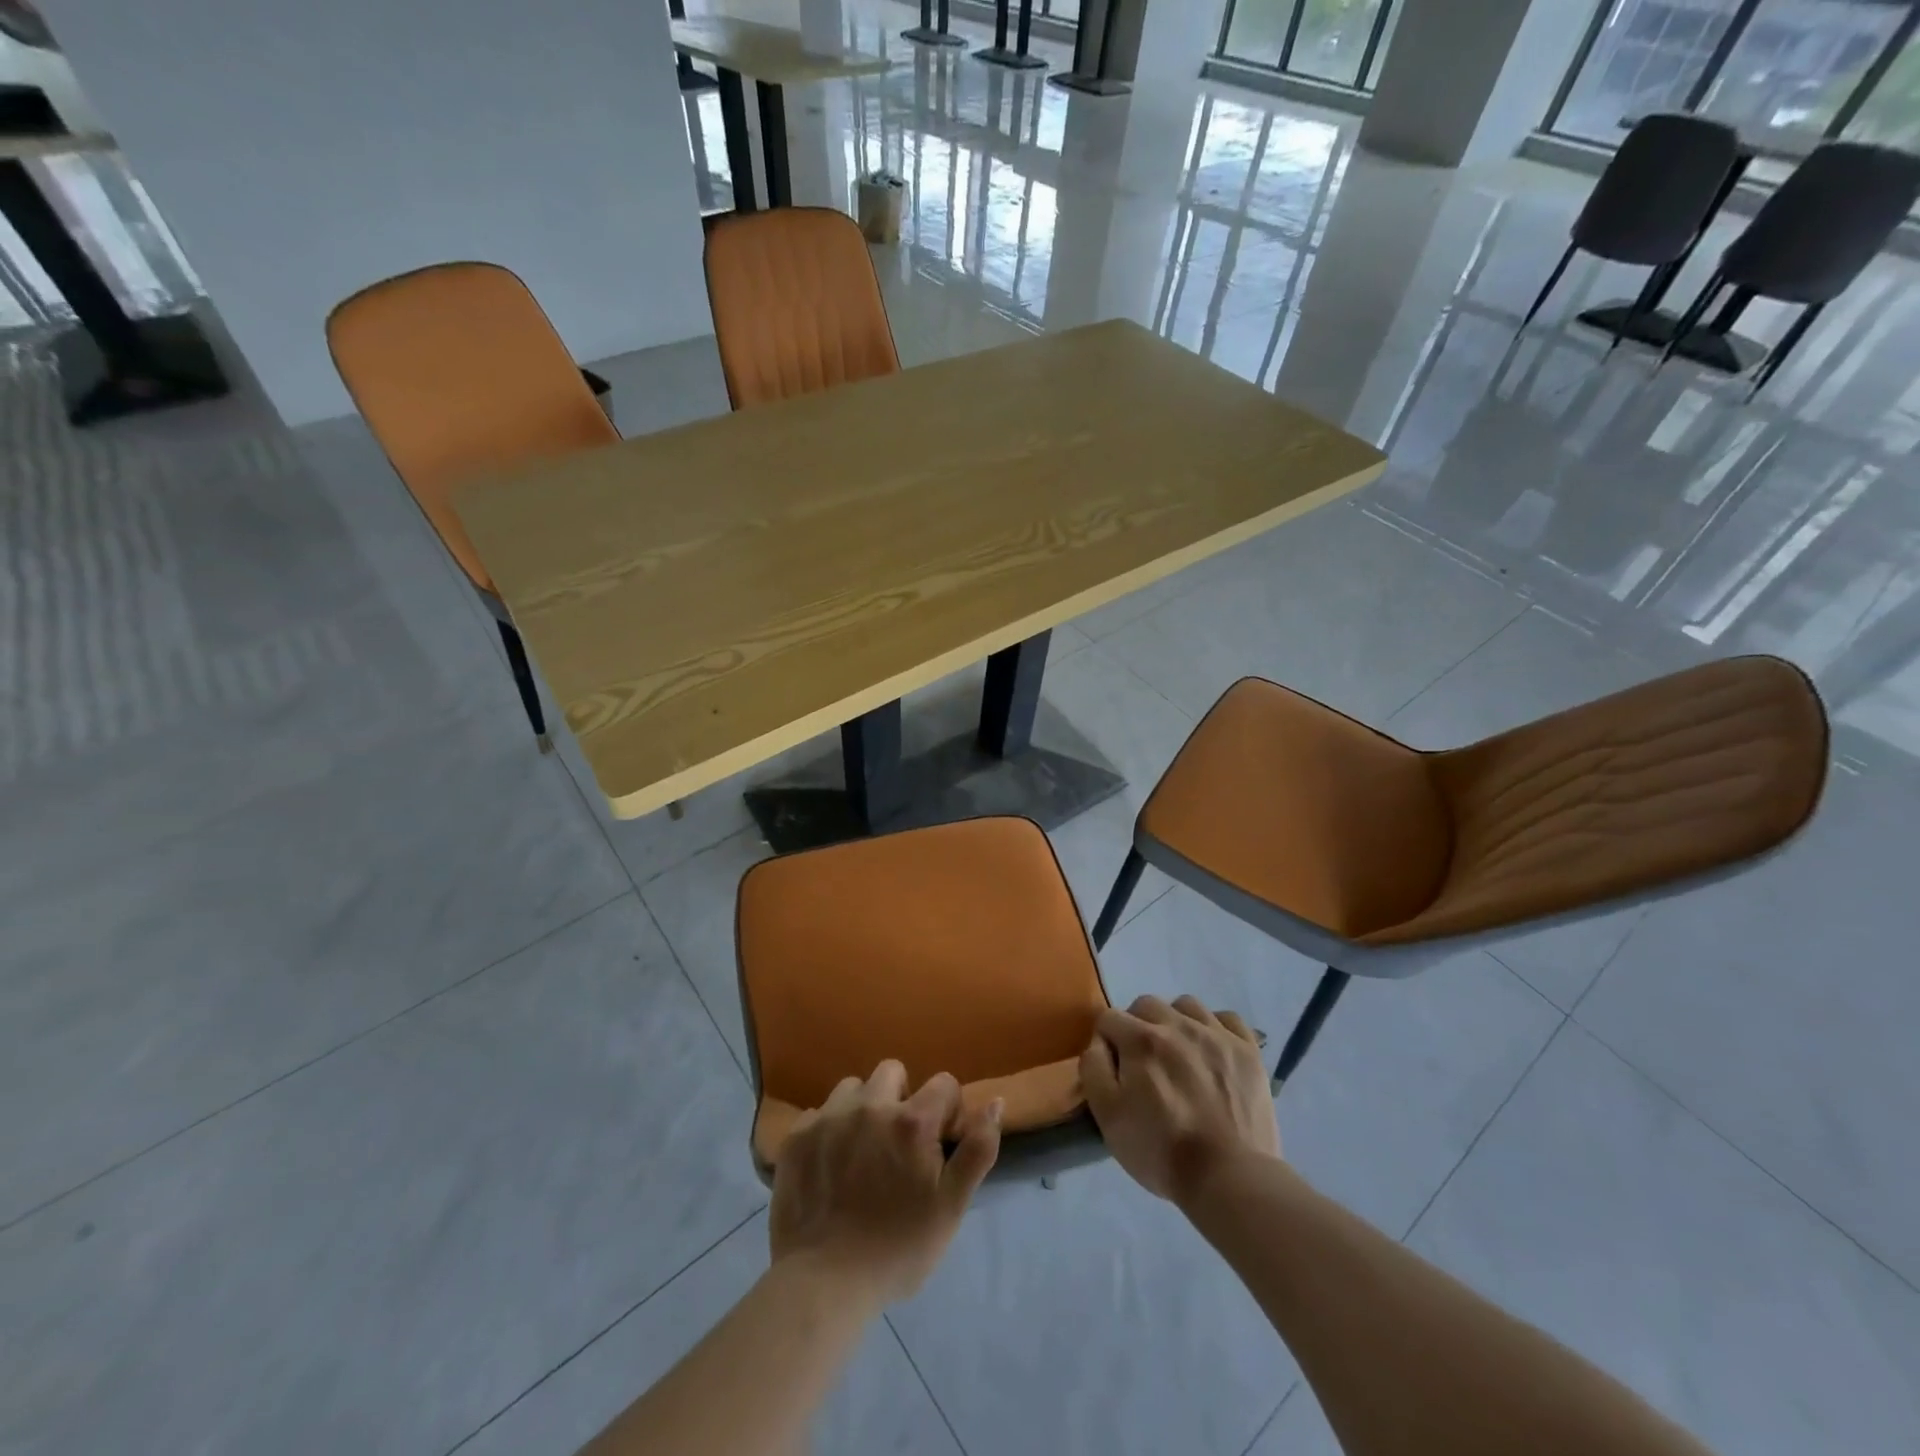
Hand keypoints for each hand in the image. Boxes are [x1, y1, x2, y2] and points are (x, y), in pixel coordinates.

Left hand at [769, 1061, 1001, 1307]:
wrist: (823, 1284)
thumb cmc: (896, 1250)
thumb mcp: (950, 1208)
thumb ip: (977, 1150)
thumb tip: (995, 1102)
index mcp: (911, 1120)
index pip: (943, 1083)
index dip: (947, 1110)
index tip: (938, 1143)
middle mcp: (869, 1105)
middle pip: (892, 1072)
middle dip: (901, 1098)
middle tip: (898, 1143)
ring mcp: (829, 1117)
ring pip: (853, 1088)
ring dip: (862, 1108)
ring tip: (861, 1150)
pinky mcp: (797, 1135)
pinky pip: (819, 1113)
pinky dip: (828, 1130)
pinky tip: (829, 1165)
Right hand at [1080, 994, 1279, 1206]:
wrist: (1229, 1178)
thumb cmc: (1161, 1150)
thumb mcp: (1107, 1116)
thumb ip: (1094, 1068)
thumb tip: (1099, 1042)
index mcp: (1141, 1039)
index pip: (1109, 1018)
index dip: (1106, 1042)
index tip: (1114, 1070)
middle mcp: (1178, 1024)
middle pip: (1146, 1004)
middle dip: (1137, 1027)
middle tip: (1144, 1063)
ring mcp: (1217, 1034)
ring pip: (1186, 1005)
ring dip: (1175, 1022)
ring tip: (1179, 1054)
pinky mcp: (1248, 1050)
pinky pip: (1227, 1018)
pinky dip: (1215, 1027)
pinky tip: (1212, 1050)